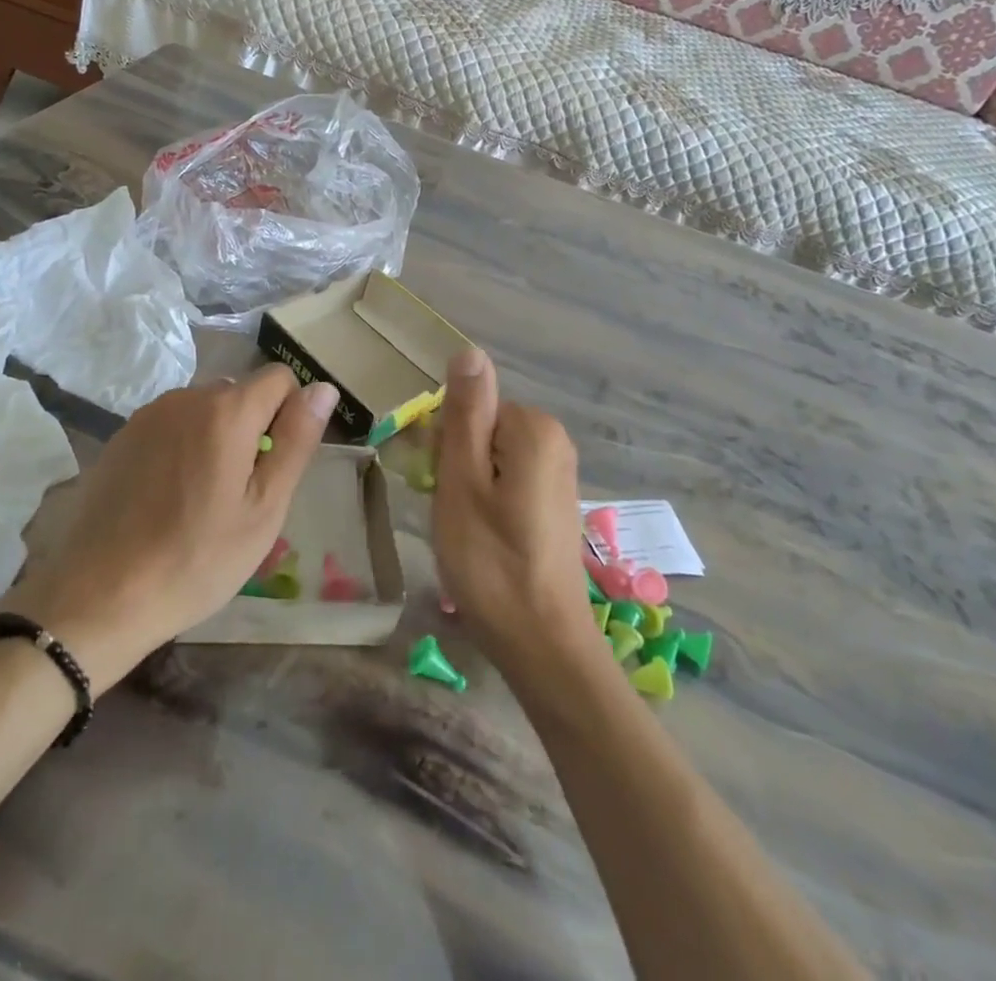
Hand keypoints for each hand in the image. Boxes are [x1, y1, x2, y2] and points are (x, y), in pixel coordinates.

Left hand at [3, 366, 338, 691]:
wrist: (100, 596)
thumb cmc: (197, 558)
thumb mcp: (265, 507)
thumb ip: (297, 440)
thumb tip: (323, 388)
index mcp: (227, 410)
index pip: (280, 378)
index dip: (290, 415)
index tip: (275, 466)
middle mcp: (186, 397)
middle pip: (240, 393)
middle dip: (253, 429)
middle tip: (241, 493)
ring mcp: (149, 415)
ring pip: (205, 410)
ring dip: (217, 438)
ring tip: (203, 499)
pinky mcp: (122, 436)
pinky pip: (171, 426)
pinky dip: (183, 447)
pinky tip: (168, 497)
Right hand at [431, 350, 605, 685]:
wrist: (543, 644)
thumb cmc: (490, 561)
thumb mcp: (462, 481)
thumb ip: (466, 413)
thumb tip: (469, 350)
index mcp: (533, 428)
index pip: (470, 407)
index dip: (444, 443)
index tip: (437, 484)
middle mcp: (554, 441)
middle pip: (482, 428)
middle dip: (456, 463)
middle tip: (450, 512)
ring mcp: (559, 473)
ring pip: (491, 457)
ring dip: (468, 485)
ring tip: (464, 531)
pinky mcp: (555, 502)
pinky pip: (508, 480)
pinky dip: (488, 502)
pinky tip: (484, 540)